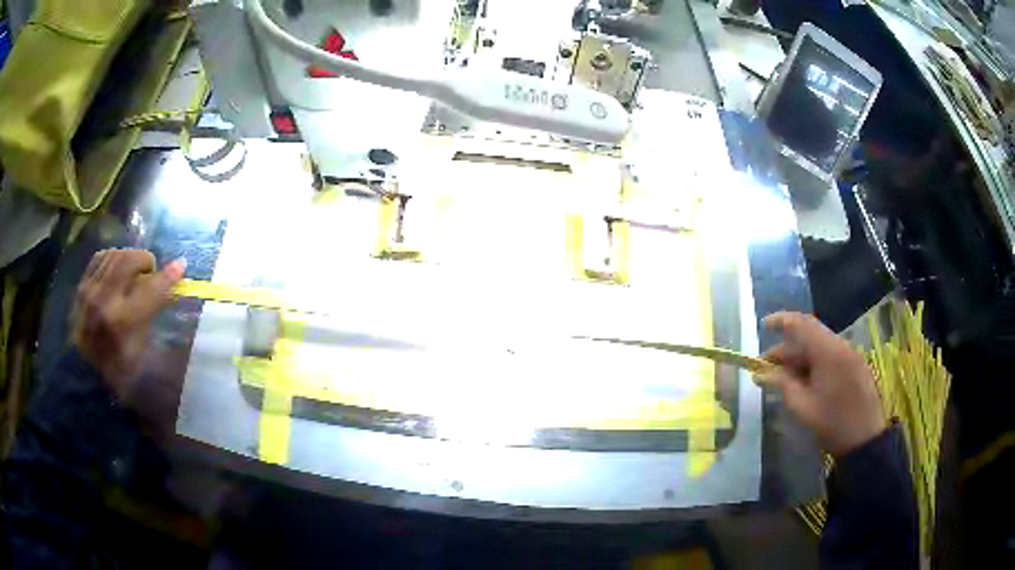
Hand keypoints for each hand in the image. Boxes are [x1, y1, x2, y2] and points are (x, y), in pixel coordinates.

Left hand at [73, 249, 184, 401]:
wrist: (83, 373)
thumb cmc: (116, 370)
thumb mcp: (139, 351)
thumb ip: (152, 316)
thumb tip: (170, 290)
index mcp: (121, 323)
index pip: (150, 290)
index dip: (168, 276)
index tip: (181, 265)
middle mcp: (104, 300)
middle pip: (129, 260)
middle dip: (145, 260)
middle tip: (151, 272)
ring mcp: (90, 290)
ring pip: (115, 254)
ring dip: (129, 258)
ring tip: (134, 271)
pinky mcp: (82, 284)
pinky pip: (101, 257)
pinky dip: (113, 258)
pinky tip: (117, 269)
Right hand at [763, 312, 884, 457]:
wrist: (865, 440)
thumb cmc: (832, 424)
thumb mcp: (802, 407)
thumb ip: (782, 384)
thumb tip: (762, 373)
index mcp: (828, 352)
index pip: (802, 324)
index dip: (781, 321)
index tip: (764, 326)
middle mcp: (841, 346)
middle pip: (810, 336)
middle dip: (787, 348)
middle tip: (767, 367)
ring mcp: (850, 356)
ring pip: (820, 347)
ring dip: (800, 358)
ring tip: (782, 378)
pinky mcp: (855, 367)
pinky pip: (830, 356)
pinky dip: (813, 364)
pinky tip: (804, 382)